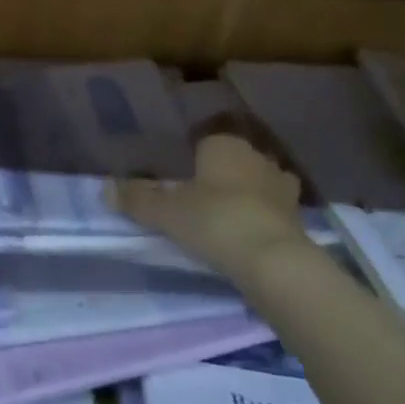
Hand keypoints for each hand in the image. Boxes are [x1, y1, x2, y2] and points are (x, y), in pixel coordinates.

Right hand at [117, 134, 303, 274]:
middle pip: (233, 162)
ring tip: (225, 220)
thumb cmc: (214, 221)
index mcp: (224, 145)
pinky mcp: (300, 217)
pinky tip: (249, 237)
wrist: (274, 261)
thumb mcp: (165, 212)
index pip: (205, 142)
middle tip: (199, 202)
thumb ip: (136, 199)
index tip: (180, 182)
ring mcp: (282, 186)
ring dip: (246, 197)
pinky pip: (273, 210)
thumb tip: (104, 188)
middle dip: (220, 177)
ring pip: (257, 184)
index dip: (192, 160)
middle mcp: (256, 157)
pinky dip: (262, 219)